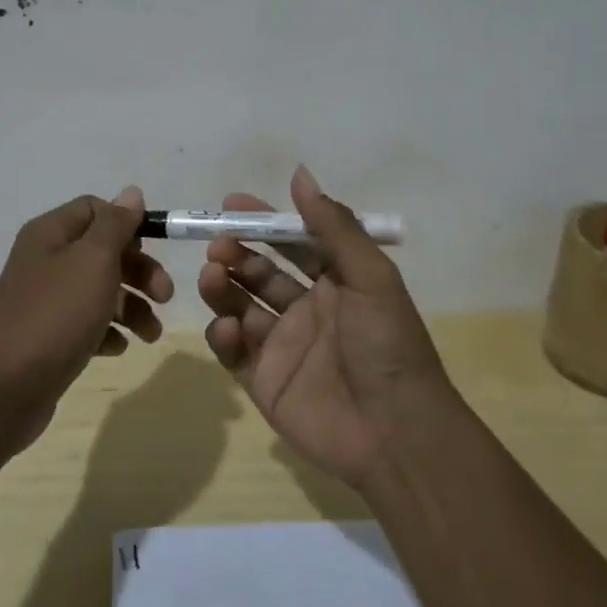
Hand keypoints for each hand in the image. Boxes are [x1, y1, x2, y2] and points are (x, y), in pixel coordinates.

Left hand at [0, 186, 171, 451]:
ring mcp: (45, 301)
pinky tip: (117, 348)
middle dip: (139, 271)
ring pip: (99, 291)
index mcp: (51, 233)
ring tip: (151, 335)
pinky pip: (86, 324)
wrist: (5, 389)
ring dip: (132, 307)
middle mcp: (45, 260)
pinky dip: (107, 332)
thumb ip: (116, 224)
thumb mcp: (94, 260)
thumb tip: (131, 192)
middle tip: (165, 296)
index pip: (95, 209)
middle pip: (102, 252)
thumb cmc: (56, 314)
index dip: (127, 224)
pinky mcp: (48, 337)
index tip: (154, 247)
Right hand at [197, 165, 456, 486]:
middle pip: (260, 272)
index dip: (263, 222)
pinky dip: (223, 336)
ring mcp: (283, 346)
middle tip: (217, 245)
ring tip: (211, 275)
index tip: (231, 204)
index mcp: (336, 282)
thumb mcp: (369, 276)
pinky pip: (234, 352)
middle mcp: (307, 310)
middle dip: (236, 253)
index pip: (292, 242)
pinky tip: (228, 328)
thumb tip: (300, 174)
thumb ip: (333, 225)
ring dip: (223, 287)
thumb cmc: (386, 343)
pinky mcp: (265, 381)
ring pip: (241, 306)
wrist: (395, 432)